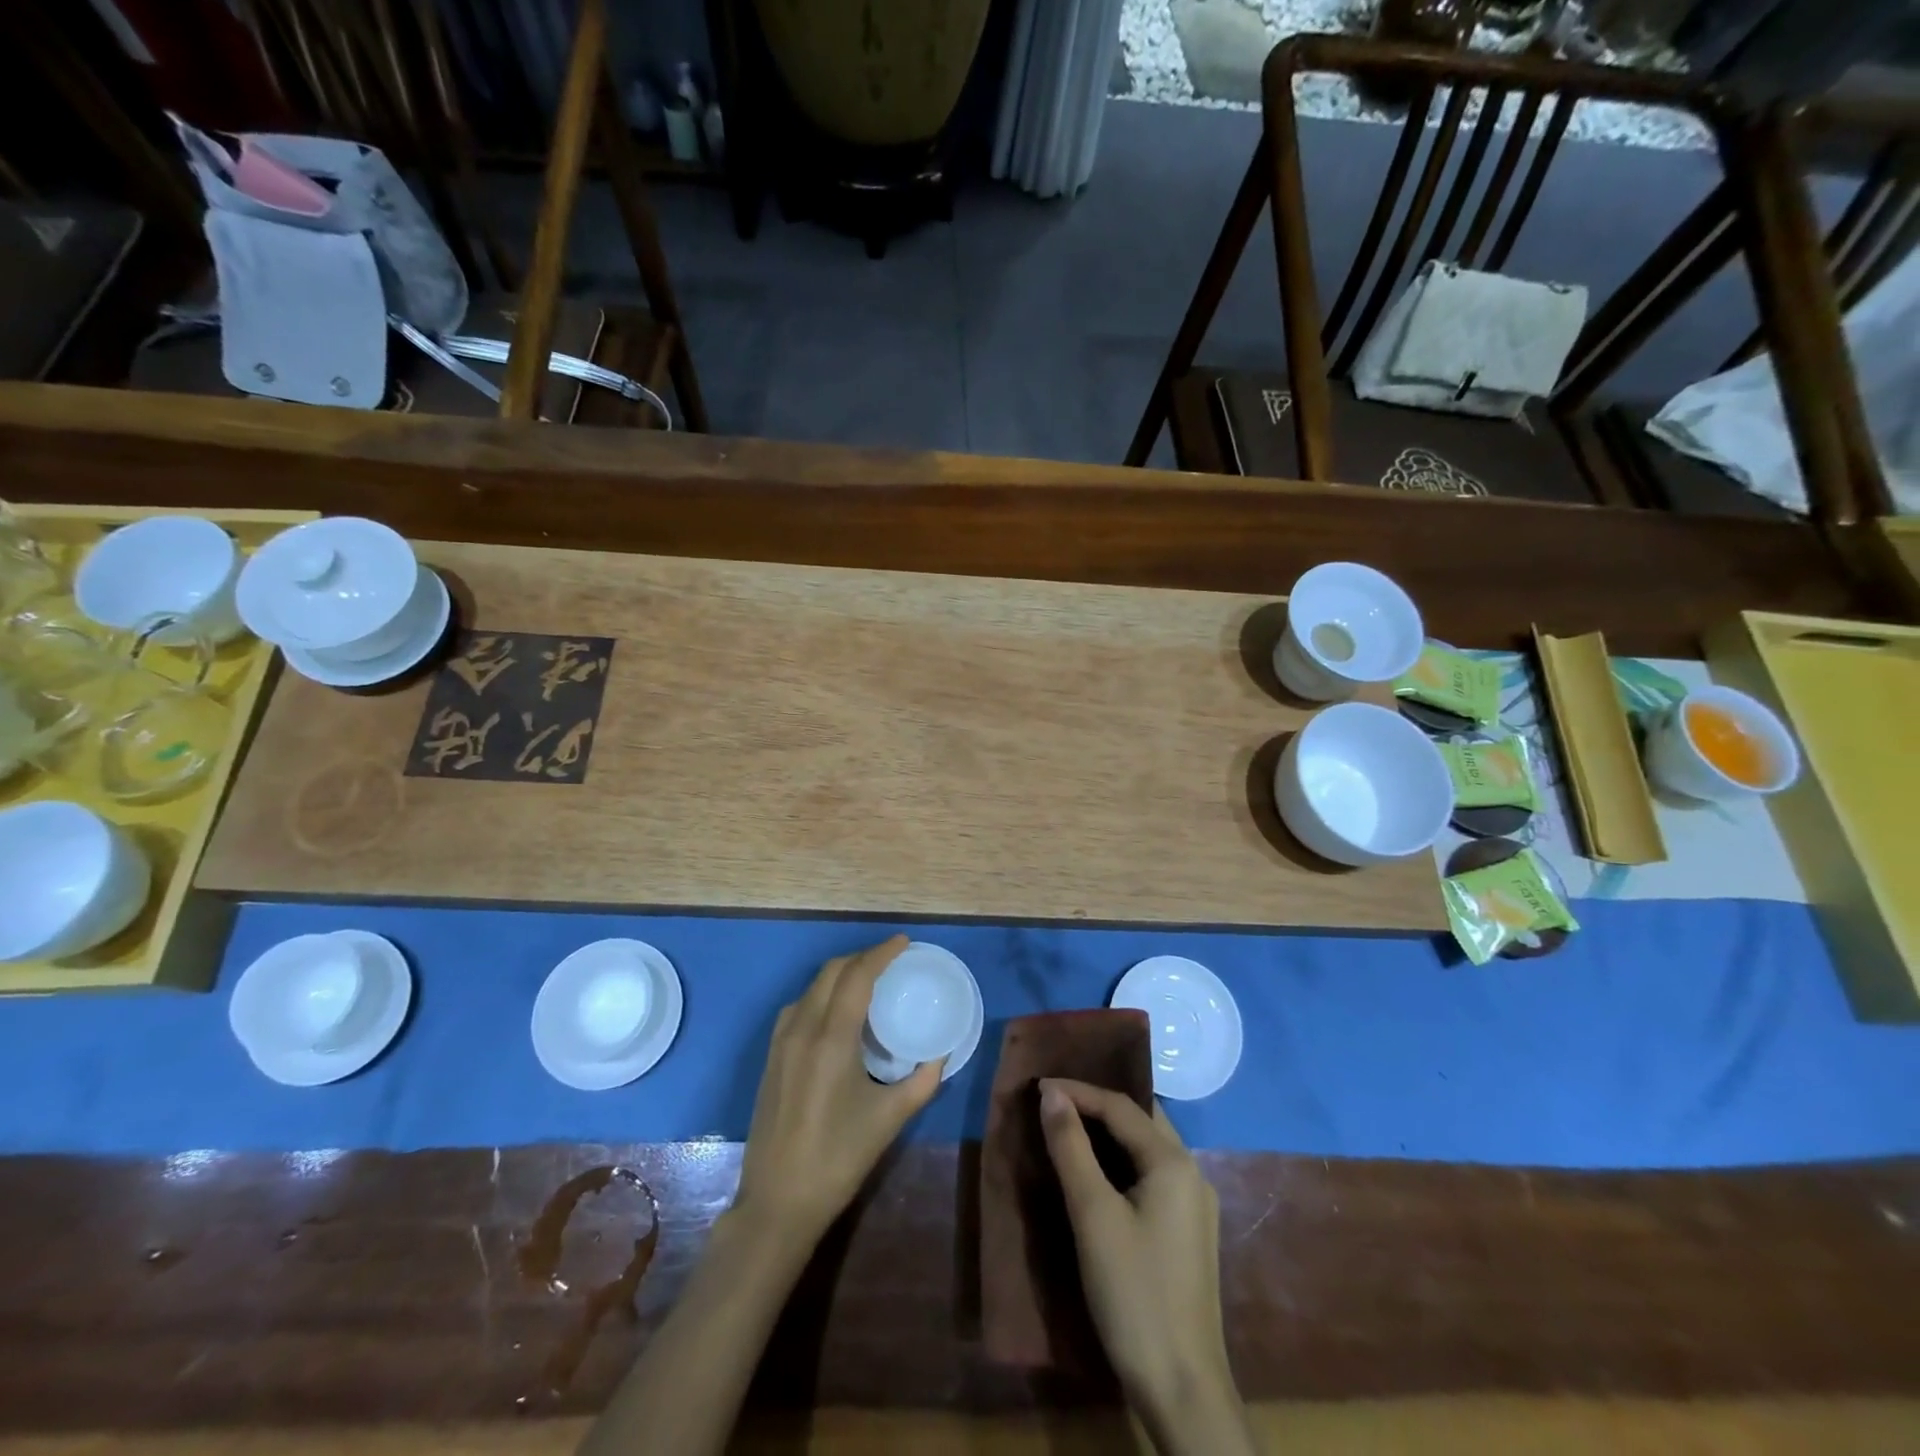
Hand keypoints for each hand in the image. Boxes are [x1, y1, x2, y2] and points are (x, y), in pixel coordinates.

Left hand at [732, 936, 944, 1250]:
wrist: (778, 1201)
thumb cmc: (838, 1158)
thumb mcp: (889, 1119)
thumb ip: (921, 1082)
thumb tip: (940, 1055)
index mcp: (832, 1038)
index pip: (857, 976)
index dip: (880, 953)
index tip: (903, 942)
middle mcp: (803, 1029)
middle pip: (831, 972)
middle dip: (861, 958)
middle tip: (890, 961)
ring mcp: (781, 1042)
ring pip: (812, 987)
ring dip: (840, 974)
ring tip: (867, 982)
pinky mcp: (771, 1057)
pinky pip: (798, 1007)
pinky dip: (821, 995)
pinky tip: (836, 1014)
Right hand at [1038, 1078, 1235, 1417]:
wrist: (1183, 1389)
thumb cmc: (1134, 1293)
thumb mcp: (1093, 1214)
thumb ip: (1071, 1147)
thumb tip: (1051, 1094)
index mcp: (1174, 1162)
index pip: (1121, 1105)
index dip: (1078, 1091)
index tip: (1037, 1087)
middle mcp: (1191, 1173)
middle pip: (1140, 1120)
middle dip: (1097, 1104)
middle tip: (1054, 1101)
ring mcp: (1194, 1205)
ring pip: (1147, 1147)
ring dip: (1109, 1133)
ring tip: (1068, 1128)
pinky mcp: (1187, 1233)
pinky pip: (1151, 1174)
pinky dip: (1121, 1161)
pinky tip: (1097, 1174)